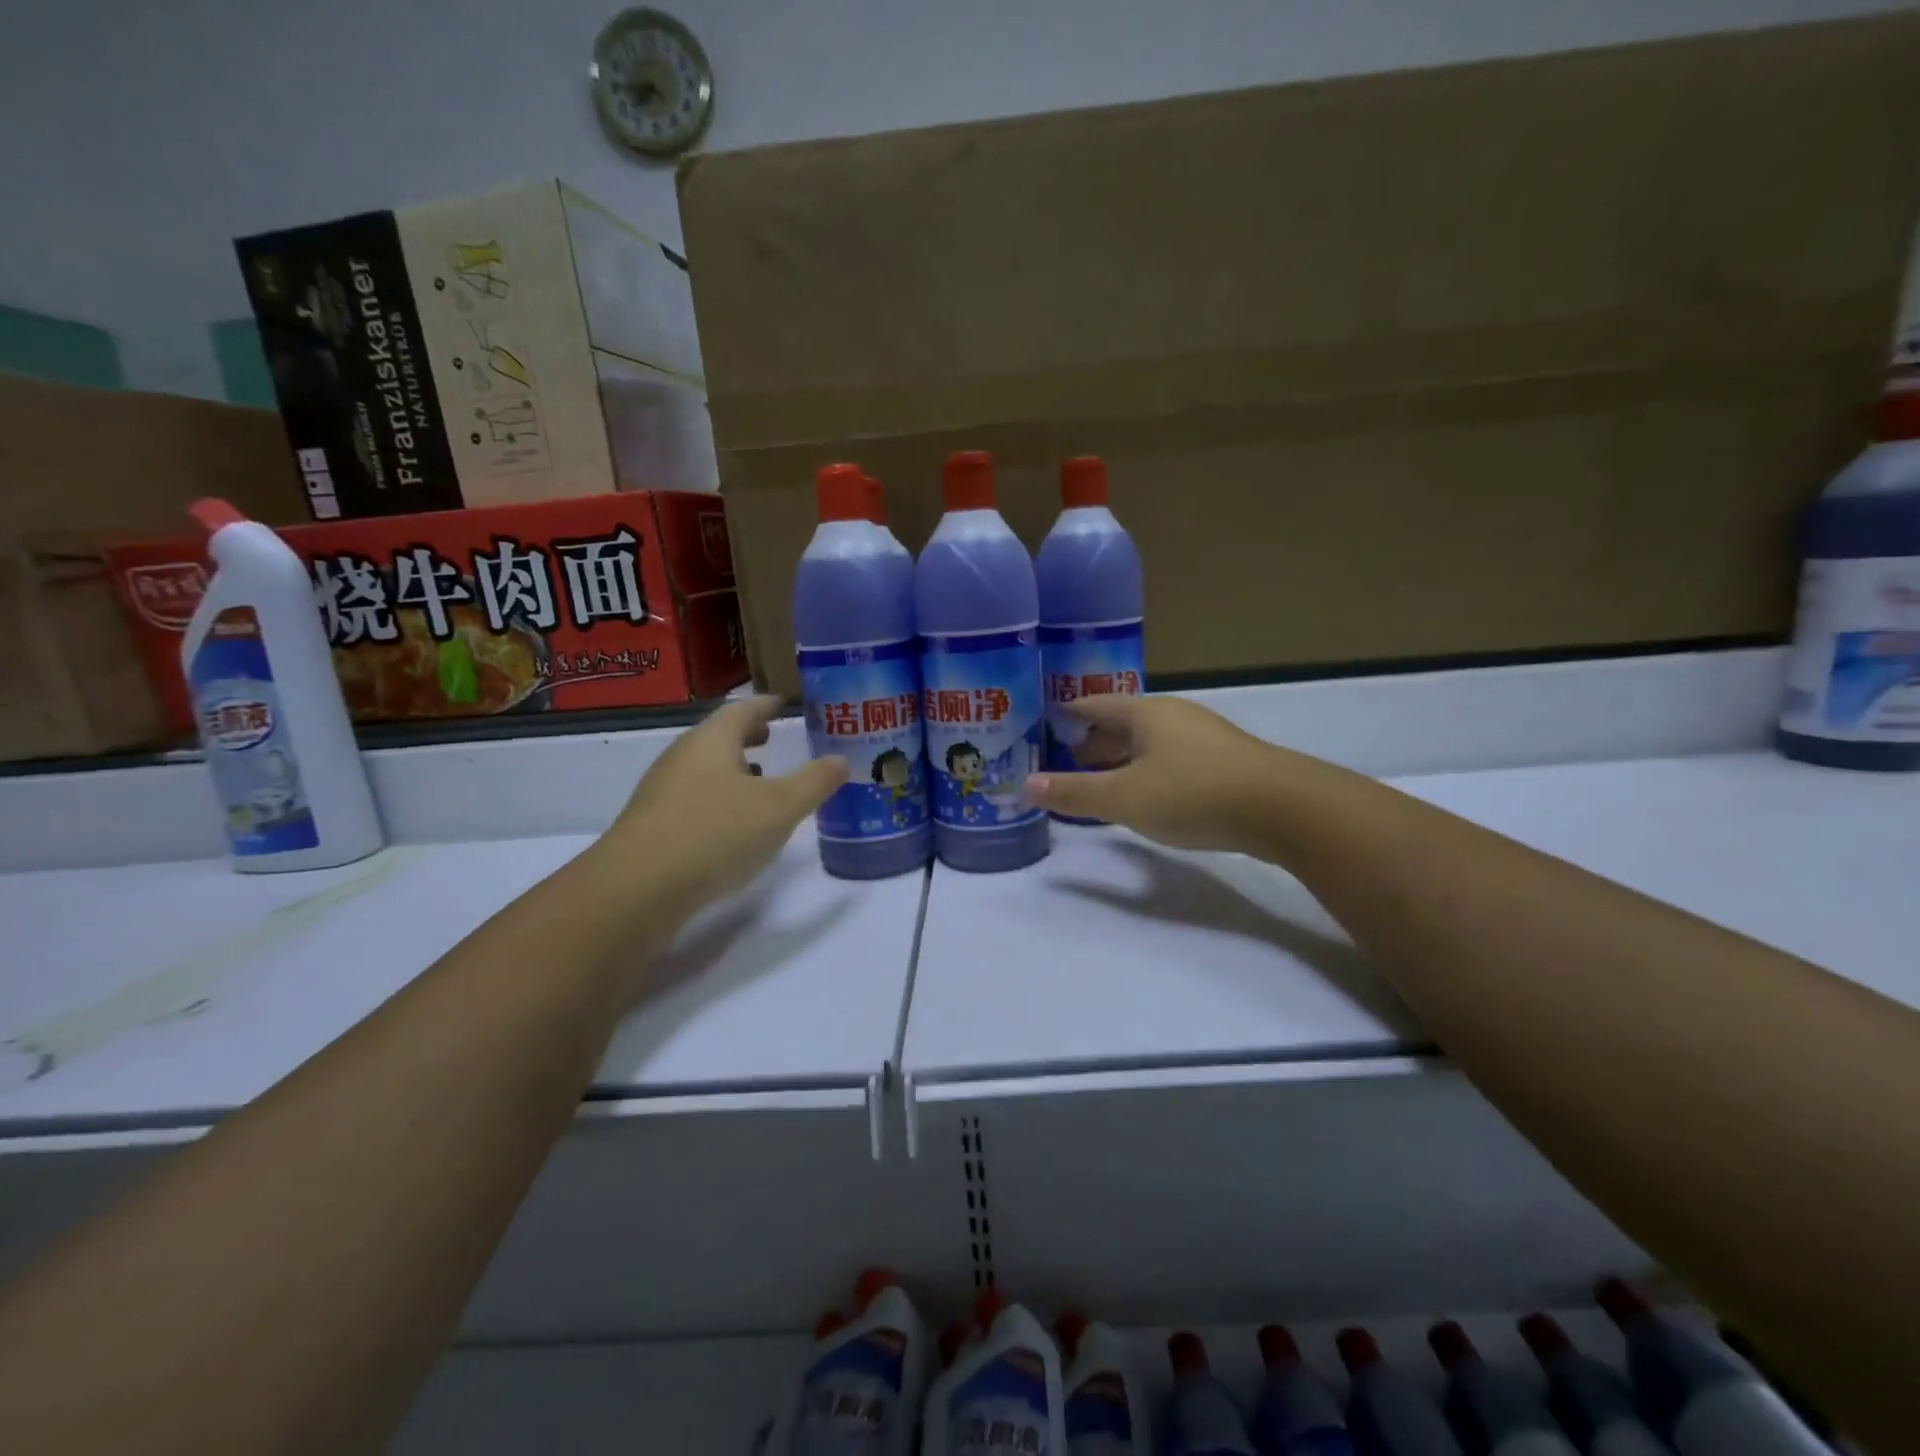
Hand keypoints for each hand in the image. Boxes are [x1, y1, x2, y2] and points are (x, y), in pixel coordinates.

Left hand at [603, 695, 847, 908]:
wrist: (637, 889)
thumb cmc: (715, 833)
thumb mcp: (780, 808)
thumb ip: (814, 782)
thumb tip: (842, 760)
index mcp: (711, 741)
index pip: (742, 709)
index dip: (766, 705)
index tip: (783, 703)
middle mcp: (682, 758)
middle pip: (717, 736)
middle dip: (747, 735)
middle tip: (772, 737)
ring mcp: (662, 792)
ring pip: (704, 768)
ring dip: (732, 768)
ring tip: (760, 780)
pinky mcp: (652, 825)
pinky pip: (693, 797)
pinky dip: (718, 797)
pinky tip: (732, 823)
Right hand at [1024, 695, 1280, 852]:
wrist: (1284, 809)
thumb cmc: (1193, 793)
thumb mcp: (1124, 798)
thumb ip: (1074, 793)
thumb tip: (1026, 786)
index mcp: (1146, 713)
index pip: (1096, 704)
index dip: (1070, 713)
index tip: (1047, 720)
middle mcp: (1174, 716)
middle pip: (1124, 722)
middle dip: (1095, 739)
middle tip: (1068, 756)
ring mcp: (1204, 737)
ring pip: (1150, 741)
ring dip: (1123, 756)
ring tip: (1102, 776)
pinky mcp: (1225, 762)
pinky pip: (1172, 758)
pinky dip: (1148, 770)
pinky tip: (1147, 793)